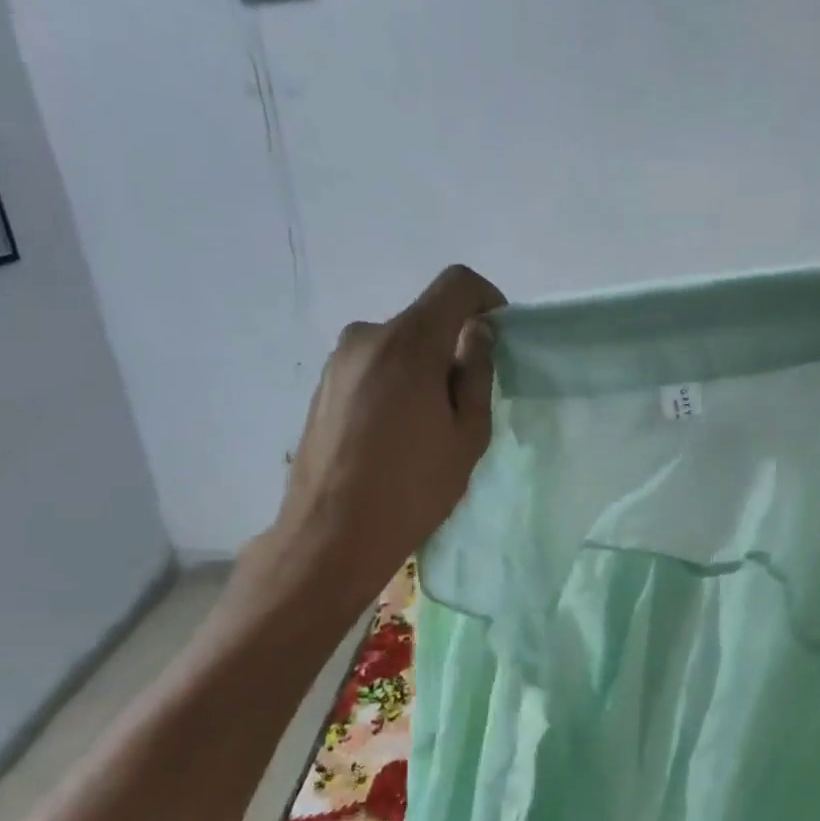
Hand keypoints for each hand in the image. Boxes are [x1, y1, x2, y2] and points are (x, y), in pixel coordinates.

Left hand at [254, 264, 504, 601]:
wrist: (331, 534)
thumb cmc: (412, 488)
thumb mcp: (467, 435)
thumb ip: (476, 374)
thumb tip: (477, 334)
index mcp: (408, 343)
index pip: (455, 285)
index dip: (486, 299)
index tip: (497, 337)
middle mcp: (367, 336)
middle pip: (425, 320)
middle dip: (452, 348)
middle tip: (464, 404)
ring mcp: (338, 361)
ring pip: (398, 347)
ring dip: (422, 369)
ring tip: (427, 428)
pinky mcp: (322, 386)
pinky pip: (373, 367)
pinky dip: (394, 384)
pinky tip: (395, 435)